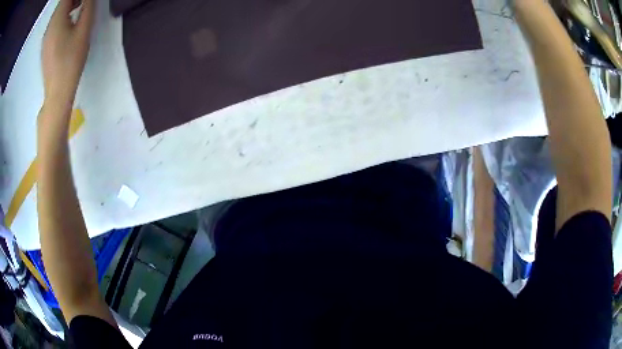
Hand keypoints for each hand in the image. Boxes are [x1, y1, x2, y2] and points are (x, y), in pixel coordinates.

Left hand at [42, 0, 94, 111]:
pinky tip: (71, 22)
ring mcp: (46, 37)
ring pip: (58, 13)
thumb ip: (88, 7)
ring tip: (81, 8)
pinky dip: (64, 16)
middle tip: (86, 1)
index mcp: (57, 19)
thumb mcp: (84, 30)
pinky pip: (55, 23)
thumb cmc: (71, 60)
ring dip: (69, 5)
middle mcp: (49, 26)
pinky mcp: (46, 45)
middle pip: (61, 3)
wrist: (57, 92)